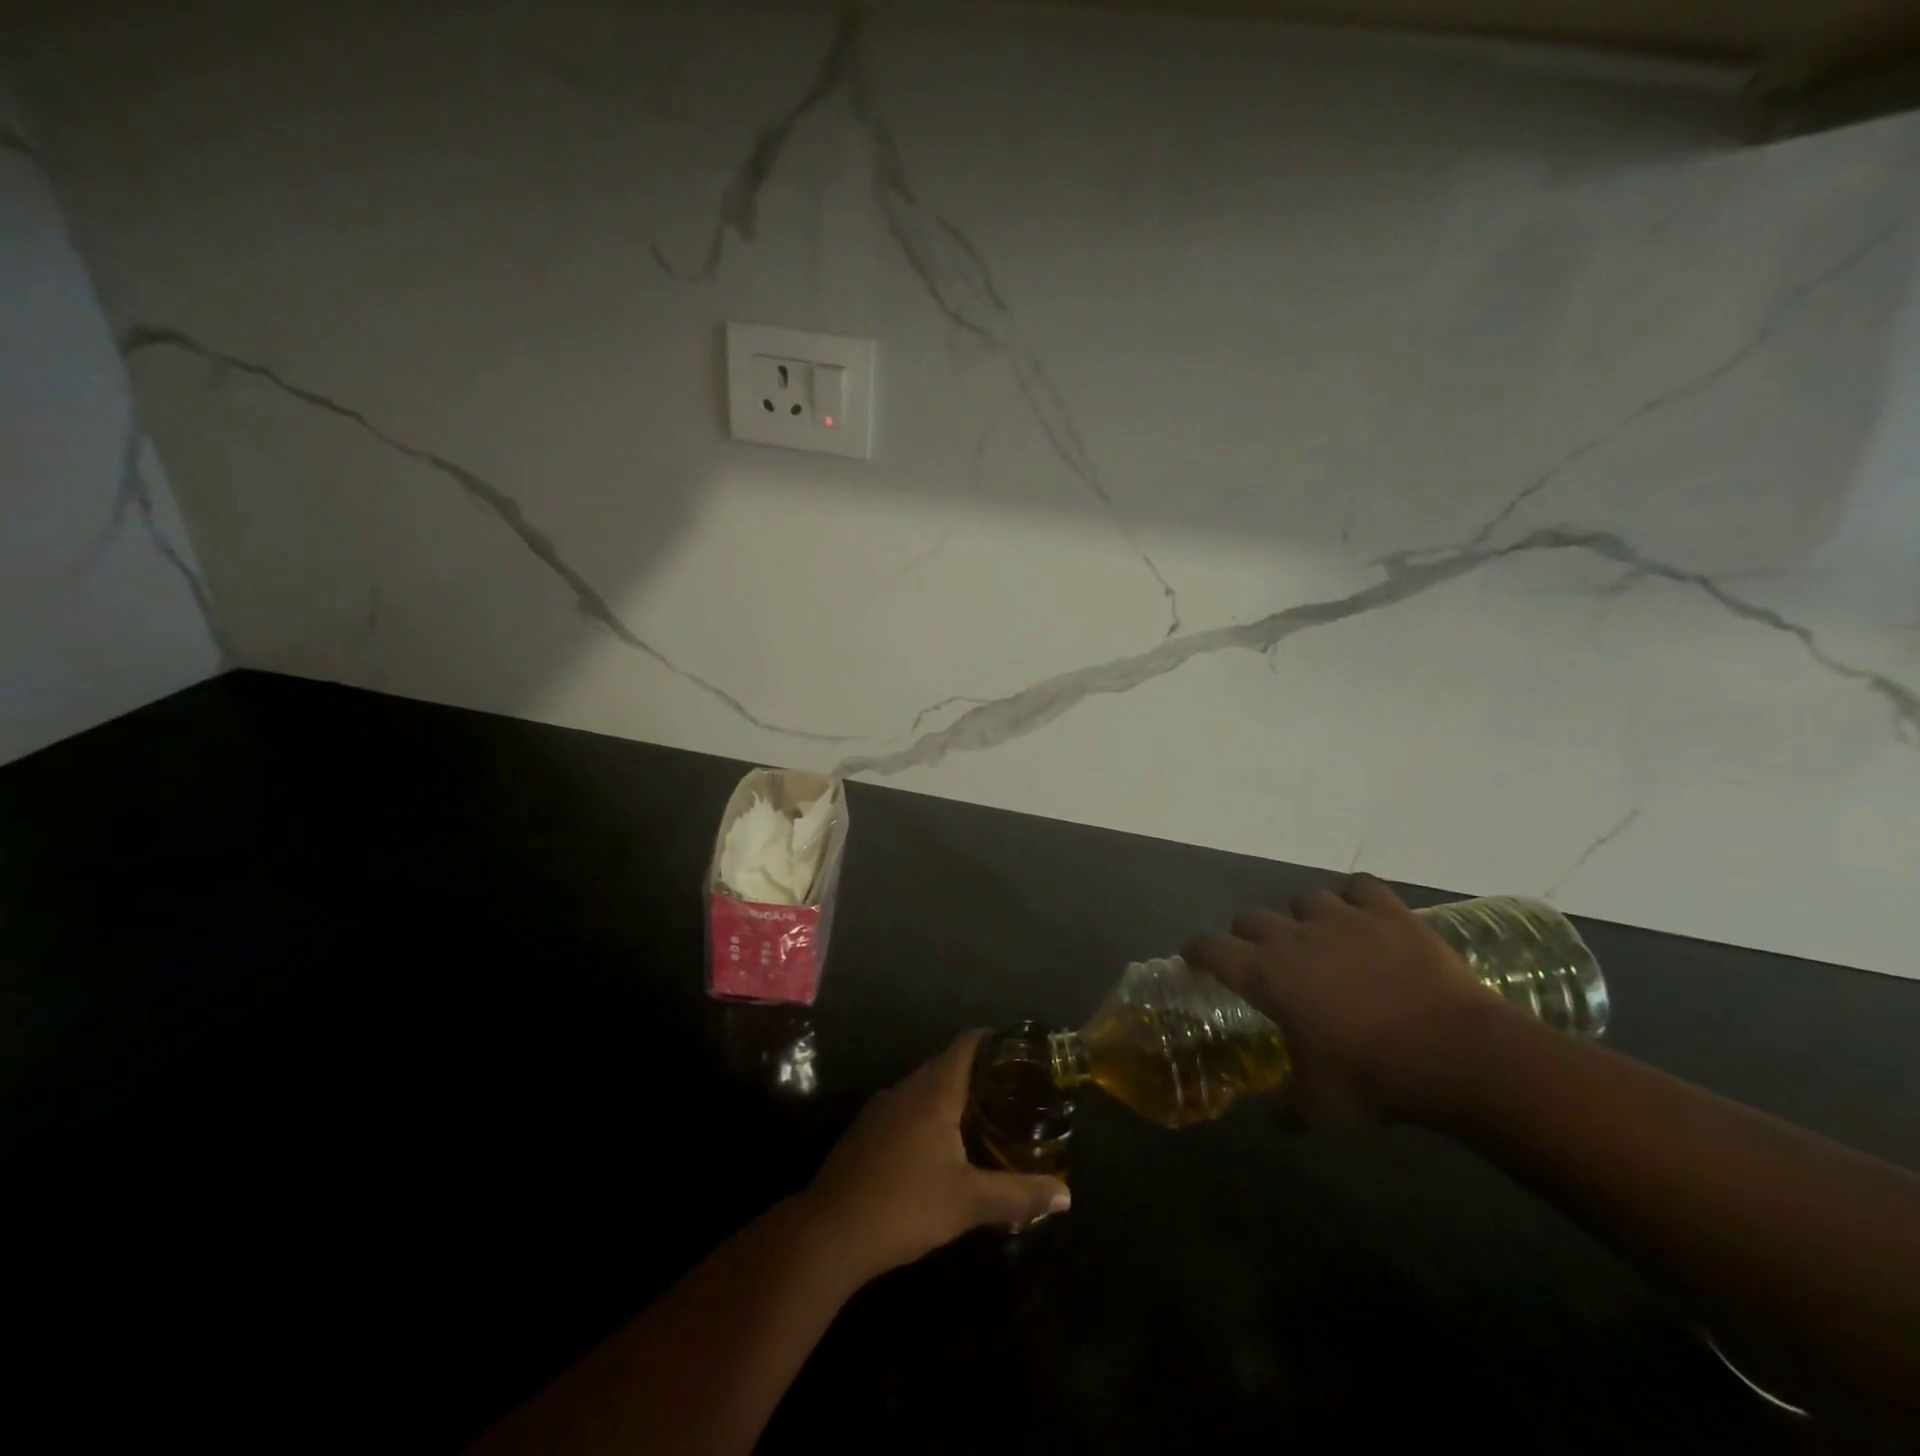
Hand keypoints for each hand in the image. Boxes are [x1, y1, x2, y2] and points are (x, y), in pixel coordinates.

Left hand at [801, 1030, 1070, 1279]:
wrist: (829, 1231)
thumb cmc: (905, 1206)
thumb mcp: (968, 1203)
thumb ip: (1018, 1195)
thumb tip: (1066, 1196)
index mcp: (933, 1092)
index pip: (966, 1044)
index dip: (993, 1038)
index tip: (1020, 1048)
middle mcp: (906, 1088)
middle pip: (947, 1063)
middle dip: (979, 1069)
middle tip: (1013, 1087)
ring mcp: (881, 1107)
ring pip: (924, 1086)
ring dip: (952, 1092)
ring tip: (983, 1114)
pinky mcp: (866, 1129)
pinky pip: (906, 1106)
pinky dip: (929, 1111)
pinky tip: (940, 1143)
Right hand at [1182, 874, 1506, 1125]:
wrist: (1459, 1052)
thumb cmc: (1375, 1078)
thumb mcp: (1320, 1107)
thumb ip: (1285, 1107)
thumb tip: (1271, 1114)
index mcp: (1265, 975)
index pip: (1209, 948)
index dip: (1197, 952)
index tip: (1195, 959)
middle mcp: (1292, 936)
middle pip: (1249, 917)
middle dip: (1248, 937)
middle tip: (1265, 961)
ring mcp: (1341, 917)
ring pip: (1302, 898)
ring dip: (1301, 917)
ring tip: (1318, 938)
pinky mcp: (1387, 911)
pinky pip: (1359, 886)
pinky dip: (1354, 897)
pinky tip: (1361, 914)